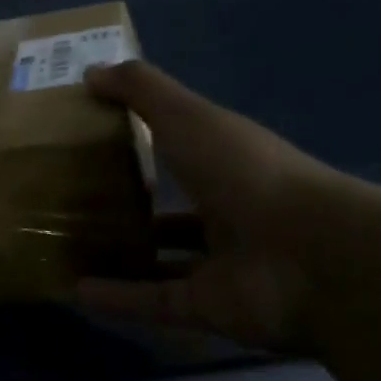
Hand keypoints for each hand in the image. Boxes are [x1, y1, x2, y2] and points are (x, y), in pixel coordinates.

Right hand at [77, 60, 339, 351]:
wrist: (310, 257)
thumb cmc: (246, 172)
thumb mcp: (188, 116)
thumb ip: (141, 90)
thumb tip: (90, 71)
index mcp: (228, 162)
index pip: (184, 148)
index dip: (146, 140)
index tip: (96, 136)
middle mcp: (228, 212)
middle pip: (174, 209)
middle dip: (134, 206)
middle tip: (75, 200)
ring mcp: (220, 264)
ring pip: (164, 260)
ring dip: (123, 256)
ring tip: (69, 247)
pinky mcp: (209, 308)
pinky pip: (155, 302)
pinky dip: (117, 299)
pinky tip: (75, 290)